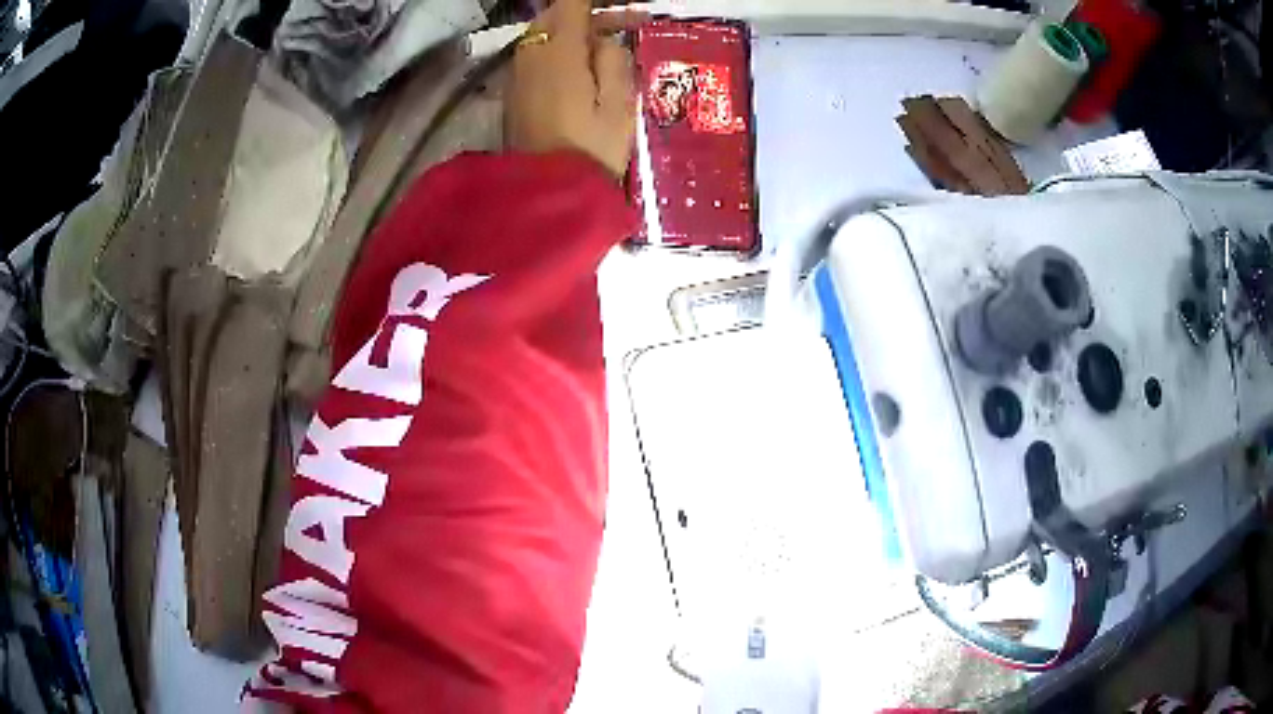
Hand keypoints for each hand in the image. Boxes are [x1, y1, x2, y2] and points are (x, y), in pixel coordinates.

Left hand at [505, 0, 640, 177]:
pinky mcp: (512, 94)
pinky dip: (556, 51)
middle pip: (554, 16)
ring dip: (571, 32)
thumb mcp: (619, 104)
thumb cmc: (592, 150)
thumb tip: (604, 40)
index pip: (573, 4)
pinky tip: (578, 68)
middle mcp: (531, 55)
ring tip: (604, 47)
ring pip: (542, 36)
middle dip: (588, 15)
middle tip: (624, 26)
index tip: (627, 8)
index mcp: (560, 51)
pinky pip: (534, 57)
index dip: (598, 1)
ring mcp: (517, 75)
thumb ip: (614, 61)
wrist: (547, 194)